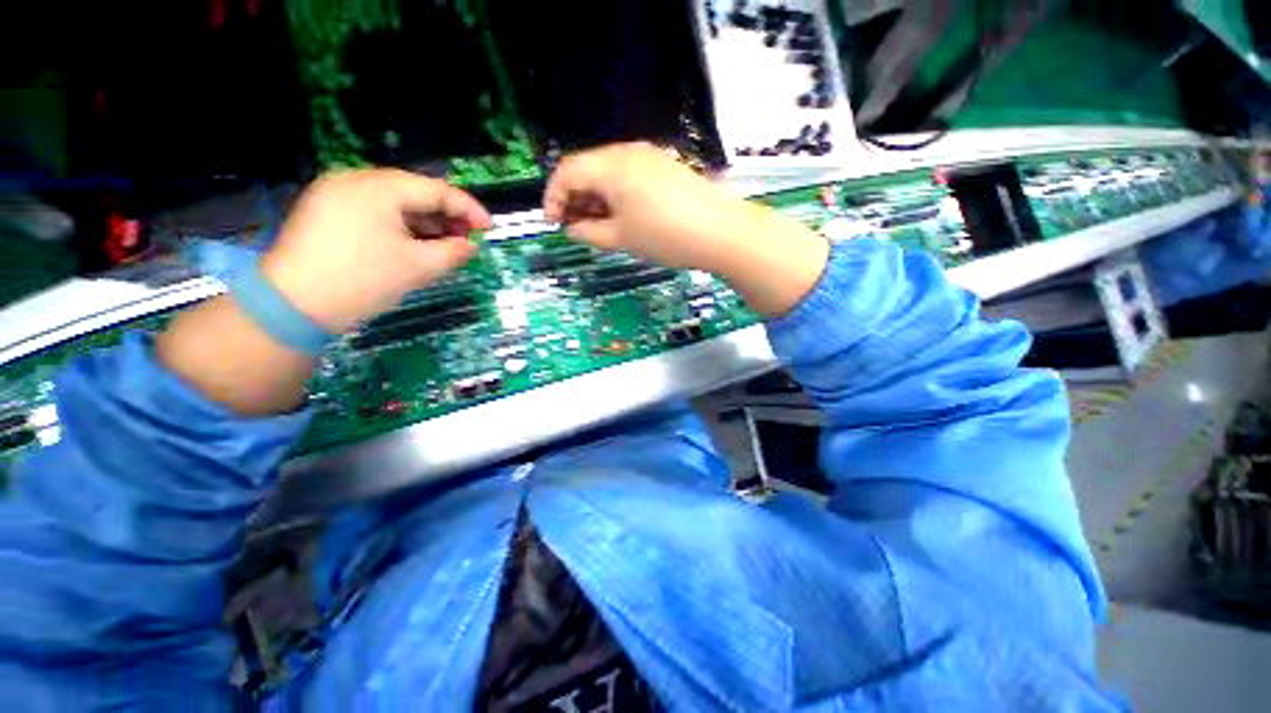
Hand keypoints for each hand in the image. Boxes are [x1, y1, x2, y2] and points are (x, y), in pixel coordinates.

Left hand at [261, 169, 489, 332]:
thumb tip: (472, 246)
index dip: (467, 209)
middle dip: (445, 216)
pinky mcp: (325, 212)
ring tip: (445, 245)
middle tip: (467, 240)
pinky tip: (414, 244)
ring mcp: (335, 194)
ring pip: (393, 202)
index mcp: (378, 187)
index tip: (489, 228)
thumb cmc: (363, 280)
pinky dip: (400, 226)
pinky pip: (374, 211)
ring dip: (424, 222)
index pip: (435, 190)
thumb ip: (453, 252)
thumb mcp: (419, 267)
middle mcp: (354, 180)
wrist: (293, 305)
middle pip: (413, 192)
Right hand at [542, 143, 752, 271]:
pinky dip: (616, 195)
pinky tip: (622, 216)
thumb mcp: (621, 239)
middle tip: (575, 227)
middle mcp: (627, 152)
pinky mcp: (663, 166)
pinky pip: (628, 176)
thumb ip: (588, 232)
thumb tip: (571, 227)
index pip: (567, 171)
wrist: (720, 231)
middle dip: (575, 198)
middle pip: (587, 168)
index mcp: (611, 166)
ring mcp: (648, 157)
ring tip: (599, 226)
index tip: (553, 224)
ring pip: (608, 173)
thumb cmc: (665, 236)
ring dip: (595, 198)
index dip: (553, 197)